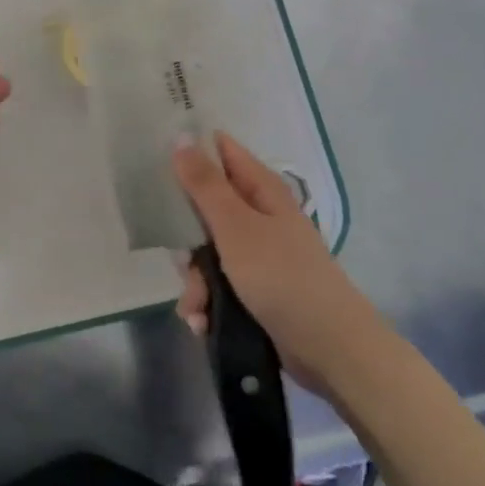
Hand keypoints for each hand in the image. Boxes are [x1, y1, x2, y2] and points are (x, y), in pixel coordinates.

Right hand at [172, 131, 364, 395]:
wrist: (329, 348)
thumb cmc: (281, 275)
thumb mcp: (235, 225)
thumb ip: (205, 184)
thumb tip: (181, 137)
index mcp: (261, 189)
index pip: (221, 151)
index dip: (190, 151)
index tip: (155, 163)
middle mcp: (259, 216)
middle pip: (205, 207)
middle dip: (185, 237)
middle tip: (180, 254)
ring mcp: (257, 254)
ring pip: (206, 252)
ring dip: (194, 281)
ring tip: (196, 306)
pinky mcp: (256, 289)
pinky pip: (218, 285)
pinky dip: (207, 302)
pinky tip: (202, 321)